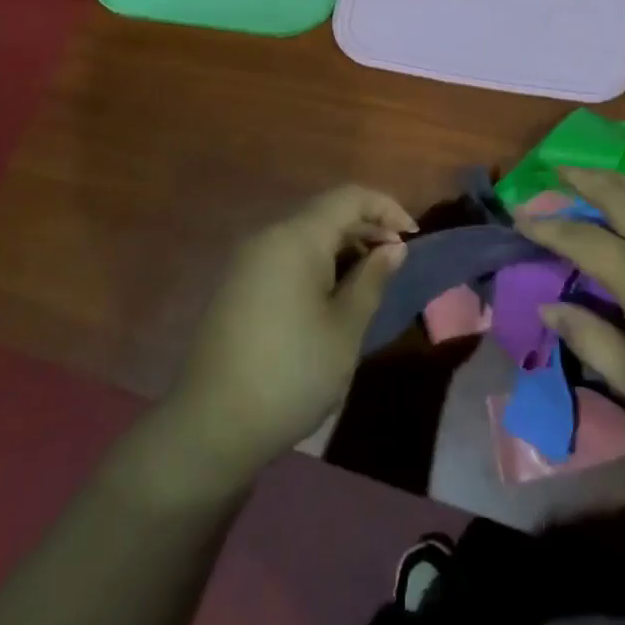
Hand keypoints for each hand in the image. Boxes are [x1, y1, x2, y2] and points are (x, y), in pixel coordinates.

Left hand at [161, 187, 416, 487]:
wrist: (211, 426)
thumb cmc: (291, 374)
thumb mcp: (345, 329)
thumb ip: (372, 280)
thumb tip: (393, 247)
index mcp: (297, 238)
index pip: (349, 197)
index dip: (385, 207)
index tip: (413, 236)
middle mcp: (269, 236)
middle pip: (326, 213)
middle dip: (366, 228)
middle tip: (396, 259)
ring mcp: (248, 260)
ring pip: (306, 235)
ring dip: (342, 247)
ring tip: (369, 279)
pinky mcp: (237, 285)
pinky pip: (286, 255)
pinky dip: (316, 262)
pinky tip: (331, 295)